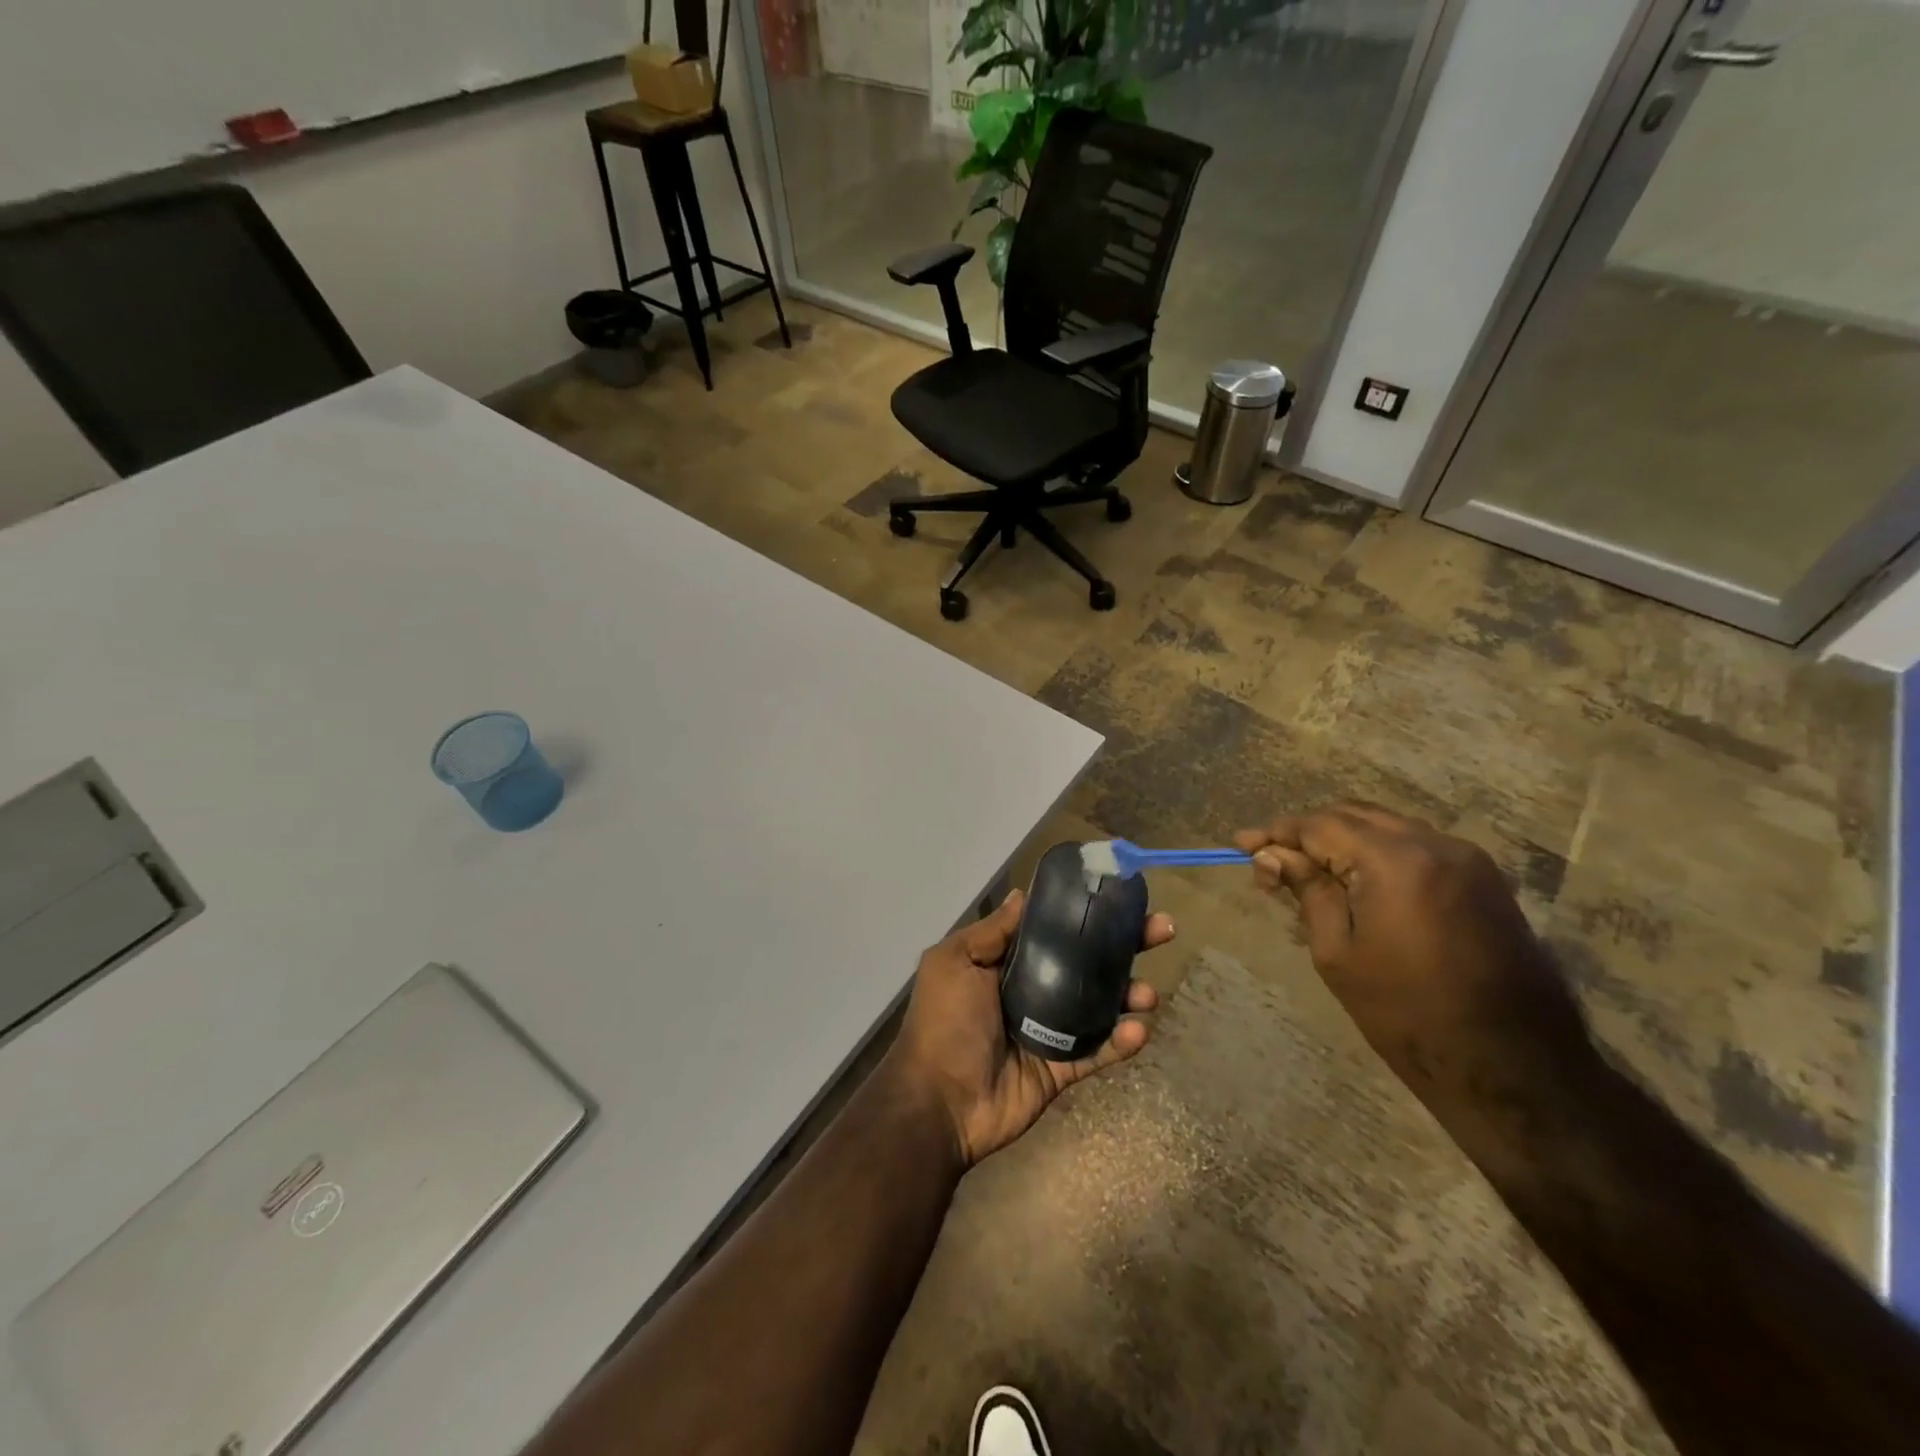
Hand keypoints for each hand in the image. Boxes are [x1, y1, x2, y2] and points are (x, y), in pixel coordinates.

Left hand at [889, 889, 1173, 1166]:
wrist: (939, 1102)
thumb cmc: (945, 1022)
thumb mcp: (955, 962)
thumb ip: (993, 931)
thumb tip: (1024, 894)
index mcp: (1006, 962)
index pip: (1055, 929)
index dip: (1086, 913)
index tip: (1120, 896)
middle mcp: (1034, 989)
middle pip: (1088, 961)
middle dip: (1126, 944)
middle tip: (1162, 929)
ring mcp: (1051, 1029)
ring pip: (1102, 1003)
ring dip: (1131, 993)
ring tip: (1147, 993)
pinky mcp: (1063, 1066)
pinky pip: (1099, 1050)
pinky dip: (1122, 1040)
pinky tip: (1138, 1029)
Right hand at [1235, 803, 1593, 1108]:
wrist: (1514, 1068)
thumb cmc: (1409, 1015)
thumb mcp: (1338, 953)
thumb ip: (1307, 890)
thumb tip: (1271, 855)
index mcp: (1397, 860)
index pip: (1321, 825)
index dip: (1276, 833)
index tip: (1241, 845)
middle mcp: (1436, 843)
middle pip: (1354, 816)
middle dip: (1308, 833)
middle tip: (1271, 862)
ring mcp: (1468, 859)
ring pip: (1387, 827)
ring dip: (1343, 840)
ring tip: (1308, 872)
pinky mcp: (1484, 880)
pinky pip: (1416, 846)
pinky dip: (1378, 853)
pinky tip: (1356, 881)